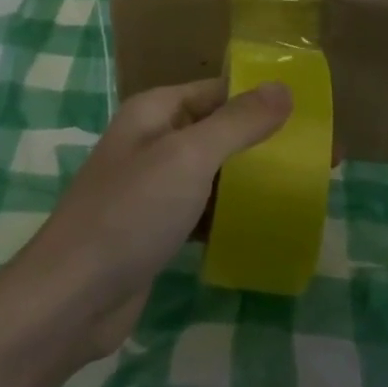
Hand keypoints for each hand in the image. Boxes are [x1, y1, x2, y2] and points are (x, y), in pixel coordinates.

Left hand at [15, 78, 291, 359]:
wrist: (70, 299)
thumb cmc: (130, 213)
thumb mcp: (189, 158)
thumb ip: (238, 122)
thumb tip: (284, 87)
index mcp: (156, 110)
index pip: (218, 90)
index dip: (262, 97)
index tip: (311, 113)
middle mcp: (153, 140)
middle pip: (218, 130)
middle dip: (264, 141)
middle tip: (318, 158)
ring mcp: (152, 187)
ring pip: (212, 173)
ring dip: (249, 179)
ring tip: (301, 189)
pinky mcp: (155, 229)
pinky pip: (202, 210)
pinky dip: (229, 214)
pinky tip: (262, 227)